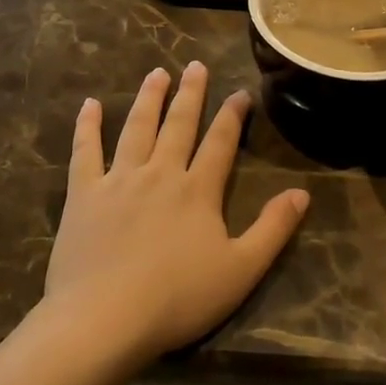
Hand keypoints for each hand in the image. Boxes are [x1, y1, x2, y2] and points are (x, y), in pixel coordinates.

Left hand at [44, 63, 308, 365]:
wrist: (105, 318)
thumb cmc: (178, 299)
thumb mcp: (241, 270)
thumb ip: (273, 229)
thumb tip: (302, 193)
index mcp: (198, 190)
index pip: (221, 142)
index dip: (233, 115)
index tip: (240, 92)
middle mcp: (160, 173)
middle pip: (179, 124)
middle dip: (190, 93)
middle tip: (195, 65)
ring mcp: (118, 180)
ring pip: (136, 128)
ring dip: (148, 98)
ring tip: (156, 73)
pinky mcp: (83, 194)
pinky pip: (85, 151)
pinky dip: (87, 126)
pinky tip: (89, 105)